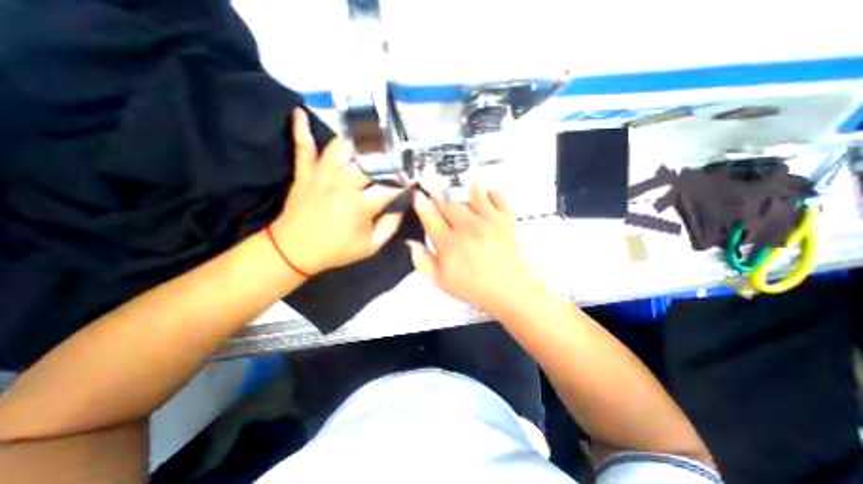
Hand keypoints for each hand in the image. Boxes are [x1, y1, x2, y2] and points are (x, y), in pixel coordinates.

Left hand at [269, 110, 405, 275]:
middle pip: (369, 159)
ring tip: (370, 129)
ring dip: (357, 138)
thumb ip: (391, 225)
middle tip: (398, 148)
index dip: (404, 180)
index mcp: (361, 205)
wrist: (295, 251)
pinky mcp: (305, 173)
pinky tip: (300, 111)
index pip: (390, 185)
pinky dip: (300, 129)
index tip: (413, 176)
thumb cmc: (337, 250)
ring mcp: (321, 175)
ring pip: (341, 147)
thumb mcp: (371, 246)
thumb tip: (403, 203)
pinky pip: (302, 147)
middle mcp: (343, 184)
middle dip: (387, 152)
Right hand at [409, 184, 540, 313]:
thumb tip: (411, 242)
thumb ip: (422, 261)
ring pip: (472, 194)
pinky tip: (485, 195)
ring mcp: (488, 221)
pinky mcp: (505, 220)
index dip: (421, 203)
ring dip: (463, 189)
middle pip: (448, 202)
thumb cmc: (471, 286)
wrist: (506, 290)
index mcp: (449, 243)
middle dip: (438, 193)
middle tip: (433, 187)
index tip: (418, 195)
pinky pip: (497, 197)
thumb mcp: (440, 280)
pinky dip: (490, 192)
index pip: (430, 216)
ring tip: (459, 186)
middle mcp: (467, 228)